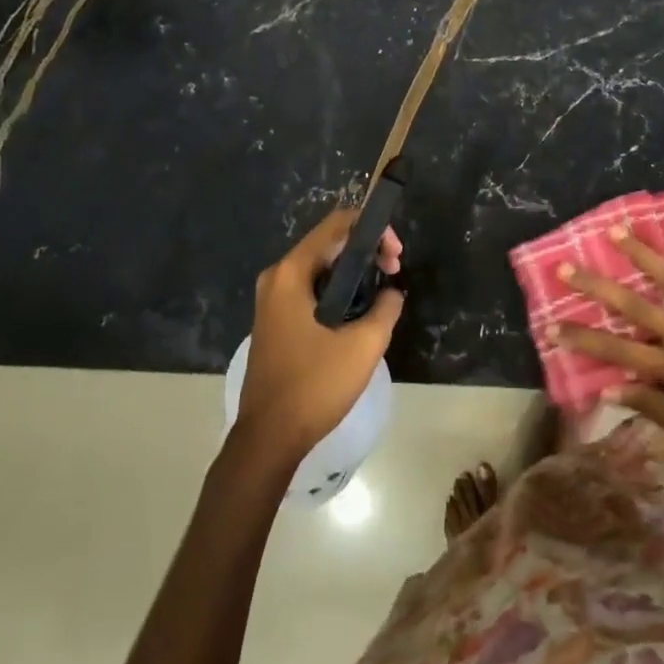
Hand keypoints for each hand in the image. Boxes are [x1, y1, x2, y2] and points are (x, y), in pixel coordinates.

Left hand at [236, 207, 404, 465]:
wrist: (268, 438)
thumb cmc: (314, 386)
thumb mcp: (363, 345)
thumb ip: (386, 308)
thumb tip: (392, 291)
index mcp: (292, 273)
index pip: (337, 224)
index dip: (372, 229)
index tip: (396, 255)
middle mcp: (277, 276)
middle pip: (328, 242)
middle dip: (366, 250)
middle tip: (394, 272)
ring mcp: (272, 298)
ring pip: (320, 266)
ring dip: (353, 271)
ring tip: (382, 292)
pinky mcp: (274, 319)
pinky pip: (310, 288)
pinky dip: (337, 289)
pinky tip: (359, 310)